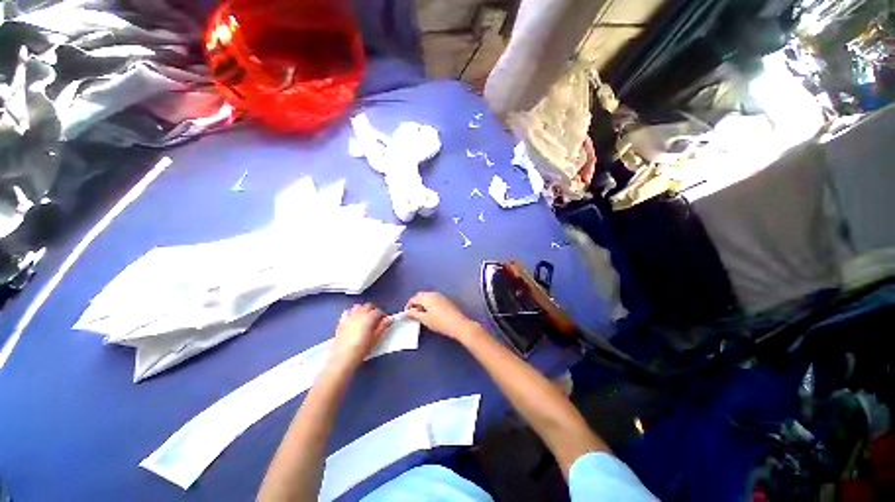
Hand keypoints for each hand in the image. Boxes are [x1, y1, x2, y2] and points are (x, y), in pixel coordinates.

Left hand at [330, 303, 391, 369]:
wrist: (343, 358)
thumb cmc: (362, 349)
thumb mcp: (375, 339)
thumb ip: (383, 327)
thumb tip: (390, 318)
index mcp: (369, 317)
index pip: (378, 311)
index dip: (383, 315)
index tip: (385, 321)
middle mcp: (359, 314)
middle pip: (368, 306)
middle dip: (373, 310)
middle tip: (376, 319)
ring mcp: (349, 317)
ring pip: (358, 306)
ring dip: (363, 309)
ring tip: (365, 317)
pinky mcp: (341, 322)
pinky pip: (347, 312)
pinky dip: (352, 313)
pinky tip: (353, 319)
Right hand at [404, 292, 478, 340]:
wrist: (458, 324)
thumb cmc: (439, 322)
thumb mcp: (424, 319)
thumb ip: (414, 314)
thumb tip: (407, 312)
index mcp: (427, 297)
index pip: (414, 298)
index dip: (409, 305)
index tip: (406, 313)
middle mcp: (433, 294)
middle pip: (421, 296)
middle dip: (415, 303)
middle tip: (412, 313)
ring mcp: (440, 296)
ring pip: (427, 297)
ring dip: (422, 303)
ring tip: (420, 314)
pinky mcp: (445, 300)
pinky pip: (433, 299)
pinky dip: (429, 304)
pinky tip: (430, 313)